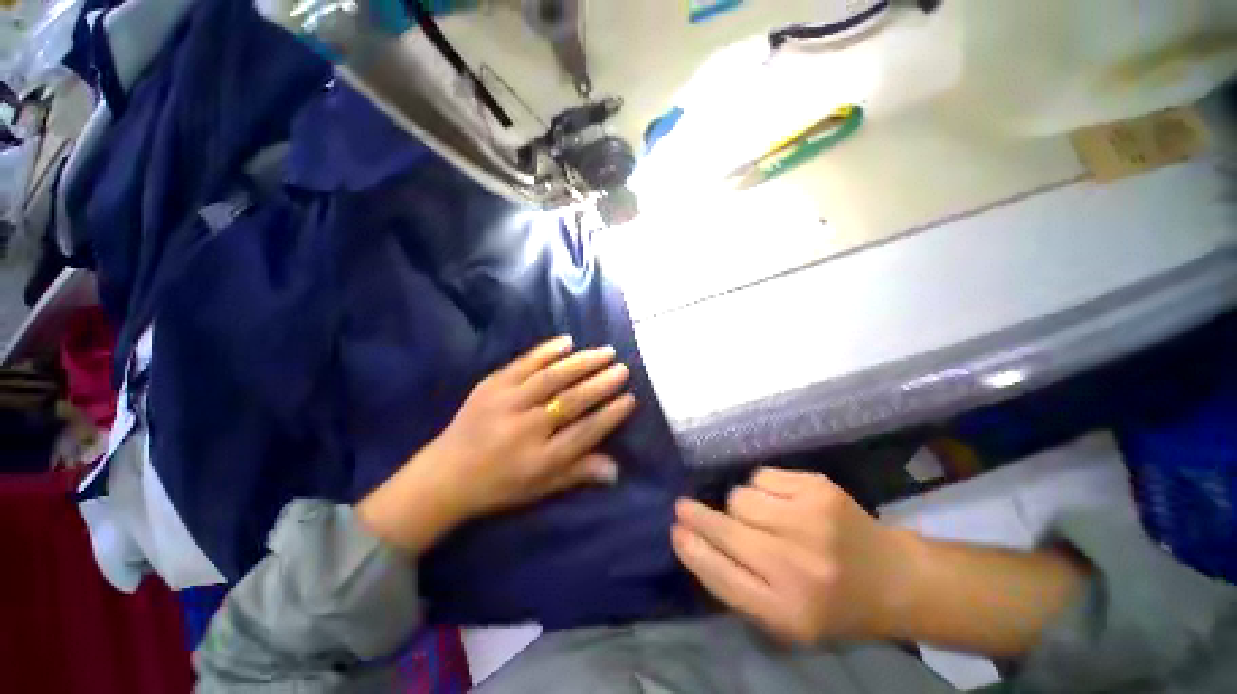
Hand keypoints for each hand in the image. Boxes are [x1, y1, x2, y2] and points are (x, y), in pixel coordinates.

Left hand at [357, 335, 636, 552]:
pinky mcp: (490, 385)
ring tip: (605, 352)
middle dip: (601, 383)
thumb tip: (616, 470)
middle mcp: (524, 428)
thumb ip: (578, 473)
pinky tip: (567, 341)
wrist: (443, 475)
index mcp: (539, 459)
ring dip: (582, 362)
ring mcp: (505, 403)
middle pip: (570, 401)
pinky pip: (523, 363)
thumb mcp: (540, 488)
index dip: (609, 416)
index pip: (583, 433)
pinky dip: (547, 350)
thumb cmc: (498, 486)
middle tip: (622, 369)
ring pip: (551, 377)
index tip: (630, 399)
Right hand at [671, 468, 912, 643]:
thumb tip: (693, 542)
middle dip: (697, 516)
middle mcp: (796, 565)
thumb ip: (738, 587)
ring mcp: (809, 520)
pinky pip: (761, 476)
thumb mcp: (785, 620)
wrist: (894, 578)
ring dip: (741, 506)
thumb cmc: (832, 605)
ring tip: (762, 518)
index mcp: (788, 611)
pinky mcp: (818, 488)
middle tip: (682, 507)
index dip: (692, 549)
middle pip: (726, 530)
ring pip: (740, 496)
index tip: (675, 530)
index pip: (721, 576)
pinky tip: (784, 503)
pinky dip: (763, 487)